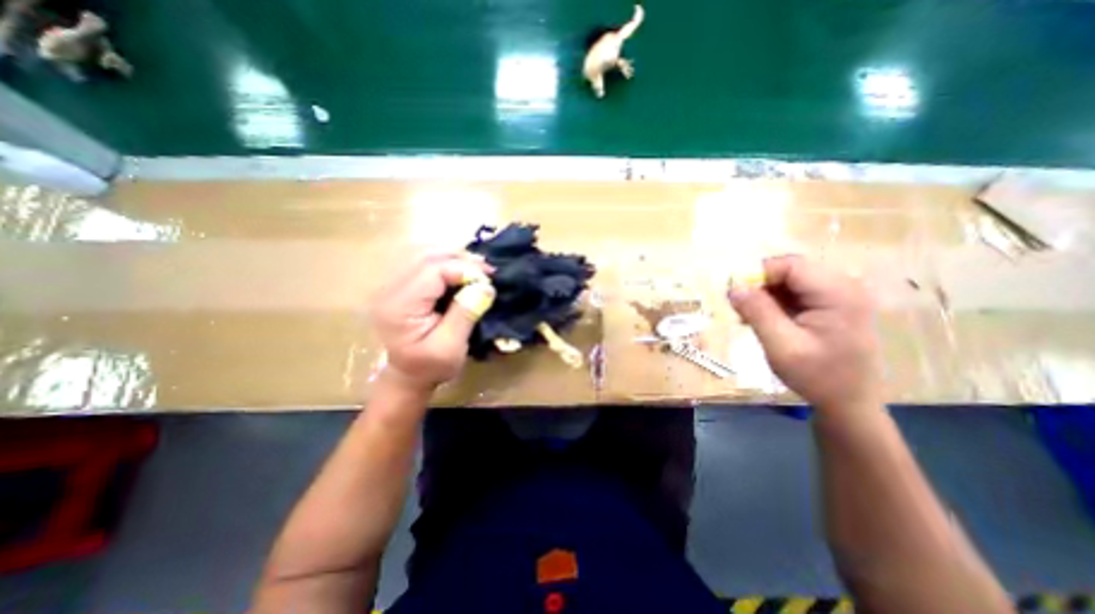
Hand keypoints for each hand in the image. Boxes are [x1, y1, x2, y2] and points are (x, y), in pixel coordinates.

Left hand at [374, 252, 500, 393]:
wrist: (408, 376)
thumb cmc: (430, 366)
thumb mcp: (451, 347)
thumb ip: (465, 314)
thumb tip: (485, 285)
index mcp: (399, 306)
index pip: (431, 271)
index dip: (463, 269)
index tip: (487, 280)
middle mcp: (390, 290)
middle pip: (427, 257)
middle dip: (461, 259)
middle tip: (487, 270)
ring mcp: (394, 286)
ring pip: (426, 256)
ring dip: (455, 258)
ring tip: (479, 268)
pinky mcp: (402, 286)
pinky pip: (425, 264)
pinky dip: (448, 263)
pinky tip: (463, 270)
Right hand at [729, 254, 882, 412]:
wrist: (849, 402)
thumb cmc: (818, 376)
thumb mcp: (781, 346)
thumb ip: (757, 313)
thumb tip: (733, 287)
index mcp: (838, 294)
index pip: (791, 265)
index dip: (759, 274)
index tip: (737, 295)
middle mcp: (843, 287)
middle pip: (790, 269)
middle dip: (760, 285)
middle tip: (741, 309)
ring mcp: (839, 295)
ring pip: (790, 280)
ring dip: (765, 294)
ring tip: (750, 317)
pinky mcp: (831, 304)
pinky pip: (795, 291)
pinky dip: (775, 301)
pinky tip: (765, 319)